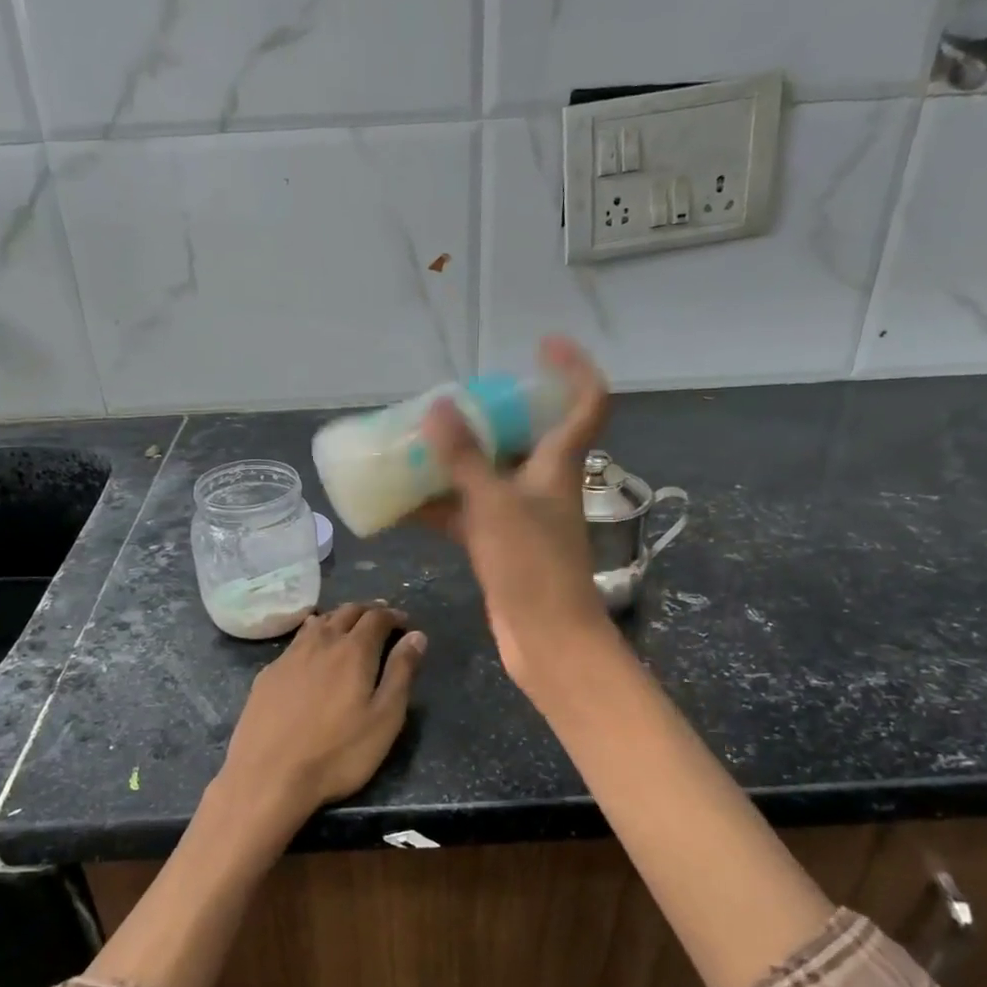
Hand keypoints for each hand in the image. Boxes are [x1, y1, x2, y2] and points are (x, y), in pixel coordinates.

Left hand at [215, 603, 426, 830]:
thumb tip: (416, 636)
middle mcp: (321, 643)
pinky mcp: (267, 674)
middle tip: (379, 618)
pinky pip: (295, 642)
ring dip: (338, 619)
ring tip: (347, 627)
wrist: (268, 776)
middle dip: (366, 611)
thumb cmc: (338, 753)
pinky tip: (311, 650)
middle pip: (346, 612)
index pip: (376, 618)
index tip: (404, 621)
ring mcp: (289, 656)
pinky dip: (312, 636)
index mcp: (354, 651)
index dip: (392, 615)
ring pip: (318, 622)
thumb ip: (401, 673)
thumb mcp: (384, 718)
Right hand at [417, 335, 614, 699]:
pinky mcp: (501, 545)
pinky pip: (467, 512)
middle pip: (525, 434)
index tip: (543, 346)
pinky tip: (400, 503)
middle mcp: (543, 483)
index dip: (573, 368)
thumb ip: (464, 458)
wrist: (547, 640)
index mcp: (559, 464)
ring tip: (413, 443)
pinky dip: (438, 506)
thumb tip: (437, 407)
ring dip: (455, 461)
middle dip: (491, 414)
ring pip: (488, 474)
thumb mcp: (494, 504)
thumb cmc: (533, 566)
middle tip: (450, 401)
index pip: (586, 402)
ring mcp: (521, 516)